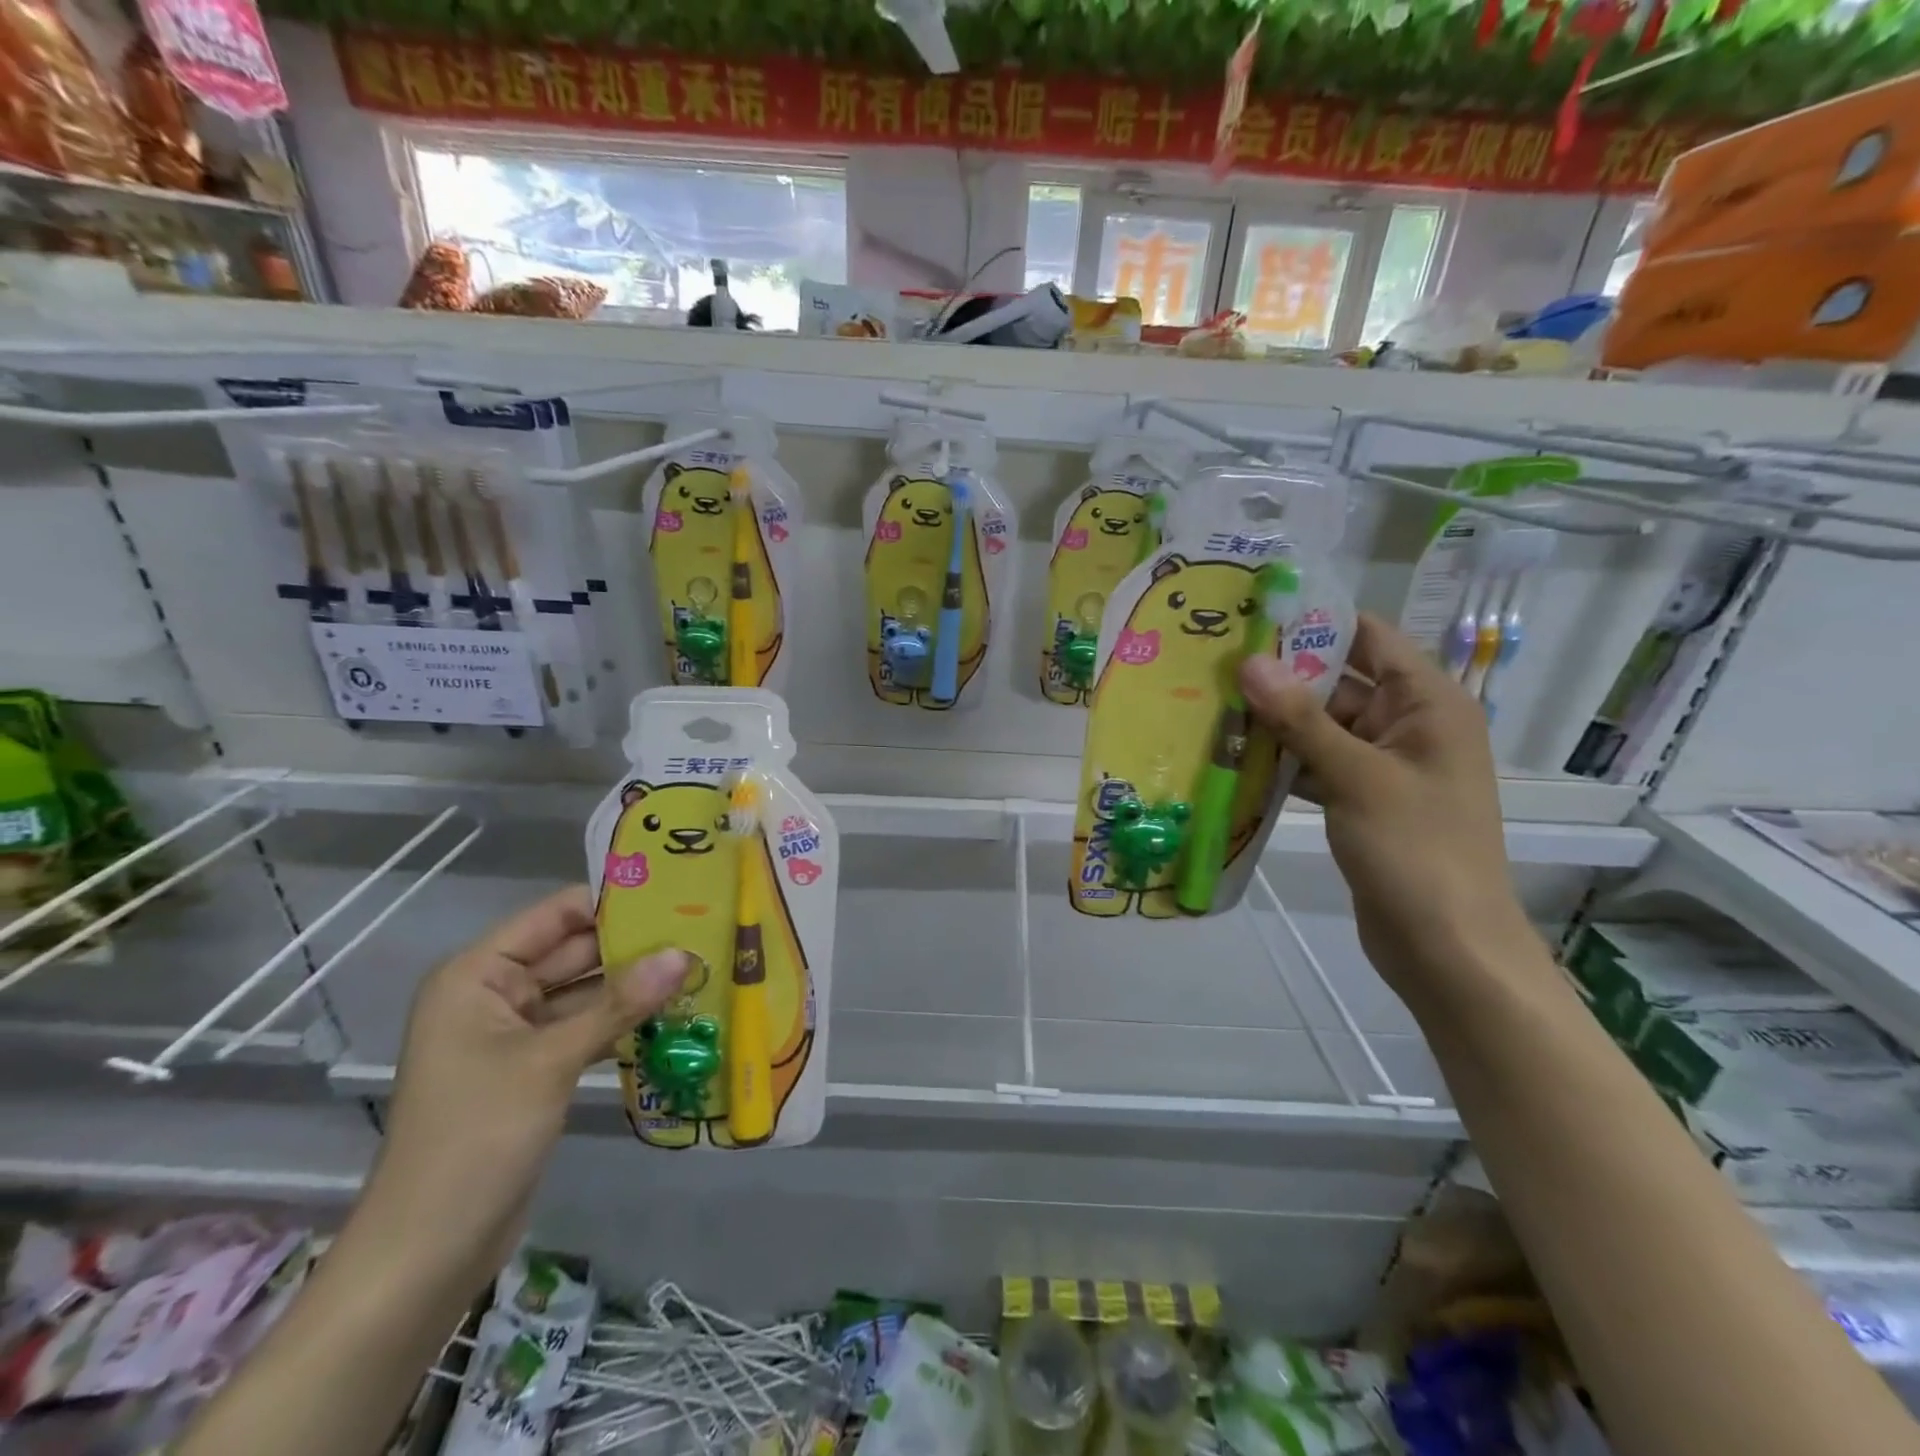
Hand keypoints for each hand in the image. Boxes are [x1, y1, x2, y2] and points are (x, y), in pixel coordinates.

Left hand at [367, 887, 689, 1280]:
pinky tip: (675, 1014)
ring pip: (586, 992)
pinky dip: (623, 1022)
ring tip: (701, 965)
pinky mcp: (536, 1069)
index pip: (556, 916)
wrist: (428, 1253)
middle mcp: (495, 994)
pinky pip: (586, 1028)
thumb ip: (619, 1004)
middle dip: (635, 945)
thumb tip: (684, 954)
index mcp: (478, 975)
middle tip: (703, 929)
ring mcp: (515, 1034)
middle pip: (574, 951)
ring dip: (635, 985)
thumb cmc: (476, 1138)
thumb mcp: (552, 1061)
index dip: (613, 903)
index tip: (676, 895)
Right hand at [1240, 613, 1535, 1003]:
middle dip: (1280, 676)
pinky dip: (1283, 761)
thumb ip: (1301, 718)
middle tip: (1214, 663)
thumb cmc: (1415, 850)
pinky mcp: (1364, 799)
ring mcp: (1386, 765)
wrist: (1447, 947)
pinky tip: (1234, 758)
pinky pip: (1319, 764)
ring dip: (1275, 722)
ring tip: (1211, 705)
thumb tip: (1250, 661)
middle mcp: (1410, 725)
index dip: (1314, 622)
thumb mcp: (1356, 776)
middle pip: (1339, 682)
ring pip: (1322, 727)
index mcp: (1429, 703)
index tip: (1252, 615)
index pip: (1369, 638)